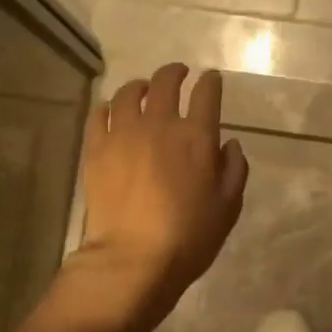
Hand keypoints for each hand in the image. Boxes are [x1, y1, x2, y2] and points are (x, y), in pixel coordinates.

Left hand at [72, 63, 247, 314]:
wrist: (133, 258)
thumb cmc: (189, 236)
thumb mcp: (228, 207)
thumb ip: (234, 169)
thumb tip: (229, 144)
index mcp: (197, 136)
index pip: (206, 93)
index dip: (211, 82)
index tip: (211, 79)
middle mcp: (160, 124)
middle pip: (165, 83)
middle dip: (175, 72)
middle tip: (179, 73)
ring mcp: (123, 134)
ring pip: (128, 93)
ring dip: (140, 85)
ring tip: (143, 89)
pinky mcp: (96, 149)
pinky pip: (99, 115)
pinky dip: (107, 106)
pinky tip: (111, 110)